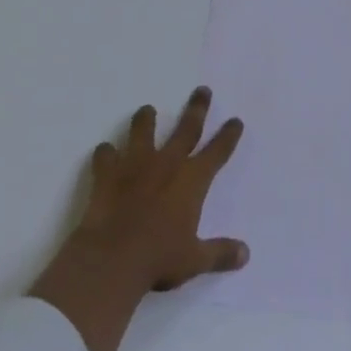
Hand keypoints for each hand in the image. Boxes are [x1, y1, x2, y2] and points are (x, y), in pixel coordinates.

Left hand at [30, 87, 245, 350]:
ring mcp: (135, 165)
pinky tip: (105, 152)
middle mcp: (167, 164)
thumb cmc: (158, 259)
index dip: (228, 135)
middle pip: (186, 128)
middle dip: (196, 108)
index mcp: (193, 181)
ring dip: (146, 120)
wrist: (111, 260)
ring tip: (147, 109)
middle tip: (202, 90)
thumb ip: (220, 253)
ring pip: (143, 132)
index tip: (235, 120)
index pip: (218, 151)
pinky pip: (106, 156)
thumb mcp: (195, 260)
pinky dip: (106, 153)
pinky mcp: (107, 174)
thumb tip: (246, 254)